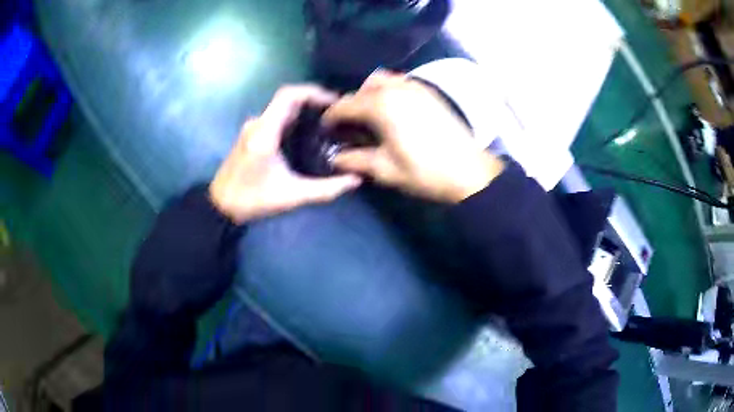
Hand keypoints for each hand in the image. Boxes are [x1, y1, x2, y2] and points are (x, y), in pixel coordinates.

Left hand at [209, 85, 361, 223]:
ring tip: (326, 122)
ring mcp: (252, 128)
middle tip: (336, 113)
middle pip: (287, 99)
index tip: (334, 101)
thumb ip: (325, 189)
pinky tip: (306, 134)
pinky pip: (275, 118)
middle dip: (313, 101)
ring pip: (281, 109)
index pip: (289, 95)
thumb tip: (355, 181)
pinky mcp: (250, 134)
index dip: (313, 92)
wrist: (220, 206)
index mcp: (265, 132)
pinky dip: (293, 119)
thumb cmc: (252, 200)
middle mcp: (257, 123)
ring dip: (303, 110)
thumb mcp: (292, 196)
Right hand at [323, 71, 503, 202]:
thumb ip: (355, 160)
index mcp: (381, 105)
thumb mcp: (385, 170)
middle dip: (352, 104)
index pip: (346, 105)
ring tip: (372, 116)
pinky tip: (393, 111)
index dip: (332, 117)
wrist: (469, 171)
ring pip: (382, 80)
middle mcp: (396, 88)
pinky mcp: (428, 91)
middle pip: (363, 88)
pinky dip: (389, 90)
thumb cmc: (425, 172)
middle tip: (351, 125)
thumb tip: (335, 158)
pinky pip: (401, 82)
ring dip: (370, 94)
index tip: (326, 129)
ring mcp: (415, 87)